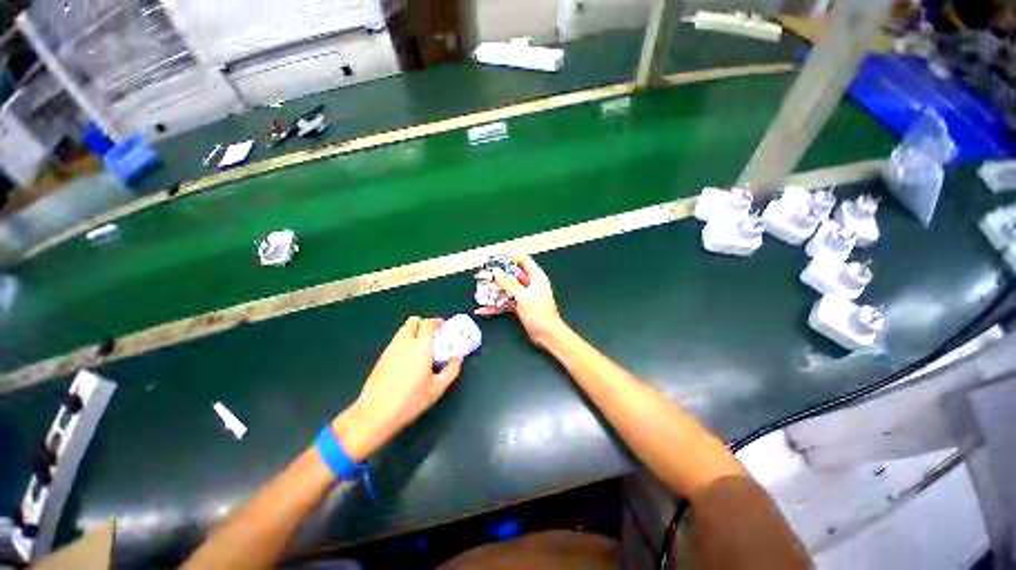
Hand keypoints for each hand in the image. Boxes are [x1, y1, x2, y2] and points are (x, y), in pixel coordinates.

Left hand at [332, 317, 462, 460]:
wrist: (375, 414)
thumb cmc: (410, 401)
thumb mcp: (437, 388)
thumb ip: (451, 370)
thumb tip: (459, 357)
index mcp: (420, 347)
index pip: (428, 323)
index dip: (438, 322)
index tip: (445, 328)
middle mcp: (404, 343)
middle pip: (413, 321)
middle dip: (424, 324)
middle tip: (433, 336)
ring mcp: (390, 349)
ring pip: (403, 330)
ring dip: (414, 332)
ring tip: (422, 348)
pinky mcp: (382, 357)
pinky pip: (396, 341)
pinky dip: (405, 342)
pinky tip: (409, 360)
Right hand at [476, 253, 564, 346]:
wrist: (548, 335)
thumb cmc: (539, 314)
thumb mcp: (523, 297)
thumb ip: (509, 283)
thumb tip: (497, 271)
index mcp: (536, 277)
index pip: (523, 260)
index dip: (510, 256)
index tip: (496, 255)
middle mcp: (531, 285)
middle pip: (513, 275)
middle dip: (499, 274)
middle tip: (485, 273)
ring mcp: (525, 296)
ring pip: (508, 289)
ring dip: (495, 290)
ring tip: (481, 289)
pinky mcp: (521, 307)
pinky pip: (506, 302)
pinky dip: (496, 305)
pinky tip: (484, 309)